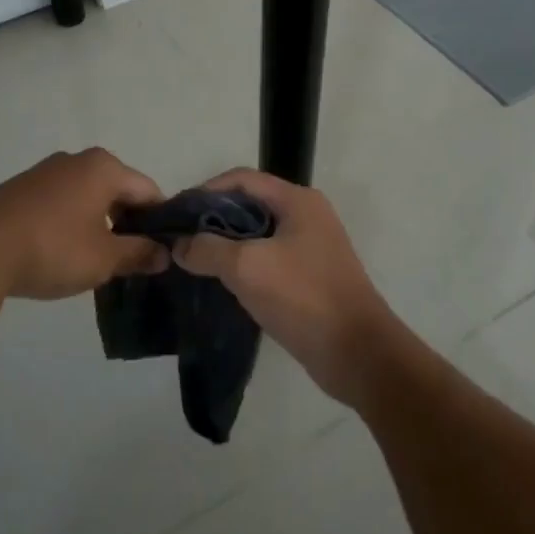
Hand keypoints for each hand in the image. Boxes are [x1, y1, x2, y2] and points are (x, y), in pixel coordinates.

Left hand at [0, 148, 168, 299]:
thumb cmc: (52, 248)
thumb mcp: (103, 258)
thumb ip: (137, 254)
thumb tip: (163, 254)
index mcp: (104, 168)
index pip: (147, 190)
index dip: (159, 221)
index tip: (163, 250)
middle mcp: (76, 160)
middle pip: (116, 190)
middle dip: (127, 222)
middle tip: (132, 259)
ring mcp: (44, 172)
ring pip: (86, 196)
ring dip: (96, 223)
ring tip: (96, 260)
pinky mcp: (19, 189)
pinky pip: (59, 202)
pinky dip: (69, 223)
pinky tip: (61, 252)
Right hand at [172, 169, 399, 405]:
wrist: (358, 354)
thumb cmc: (303, 297)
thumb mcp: (247, 267)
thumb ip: (208, 249)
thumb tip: (179, 245)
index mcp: (297, 201)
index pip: (242, 179)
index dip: (205, 190)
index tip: (176, 214)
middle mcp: (306, 215)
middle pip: (249, 204)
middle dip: (213, 219)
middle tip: (180, 240)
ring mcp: (311, 247)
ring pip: (257, 234)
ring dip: (226, 244)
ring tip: (193, 261)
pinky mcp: (309, 276)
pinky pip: (268, 259)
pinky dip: (243, 265)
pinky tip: (220, 282)